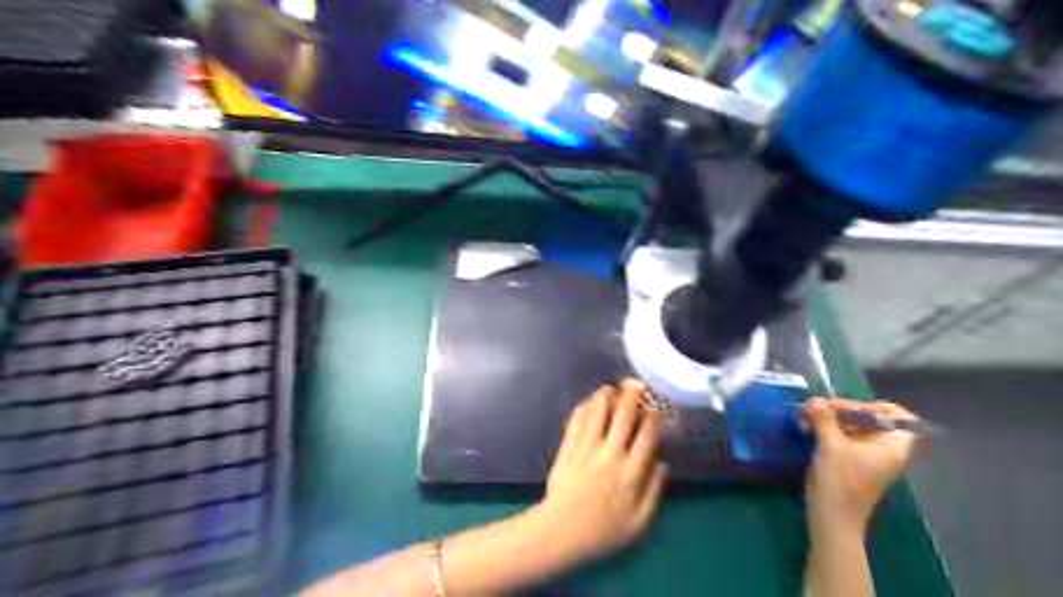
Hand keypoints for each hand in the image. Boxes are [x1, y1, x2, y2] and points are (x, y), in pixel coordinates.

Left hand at [536, 381, 665, 566]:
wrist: (562, 531)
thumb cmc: (603, 531)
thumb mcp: (640, 522)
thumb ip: (654, 490)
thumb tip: (662, 462)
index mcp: (631, 473)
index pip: (647, 435)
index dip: (653, 417)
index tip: (655, 409)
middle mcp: (610, 455)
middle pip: (623, 416)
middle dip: (632, 396)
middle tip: (636, 383)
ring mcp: (586, 448)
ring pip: (598, 412)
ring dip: (606, 396)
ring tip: (611, 388)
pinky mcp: (568, 447)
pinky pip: (577, 420)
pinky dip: (584, 407)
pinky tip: (589, 401)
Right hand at [808, 397, 923, 531]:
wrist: (832, 518)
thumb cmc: (839, 481)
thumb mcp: (830, 445)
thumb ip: (824, 419)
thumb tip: (815, 400)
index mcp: (890, 446)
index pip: (899, 417)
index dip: (875, 407)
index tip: (850, 408)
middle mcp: (883, 449)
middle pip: (871, 419)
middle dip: (843, 409)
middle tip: (817, 407)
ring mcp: (868, 457)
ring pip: (855, 427)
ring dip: (832, 418)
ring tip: (808, 414)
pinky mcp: (852, 462)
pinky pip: (846, 438)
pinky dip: (829, 430)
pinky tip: (809, 427)